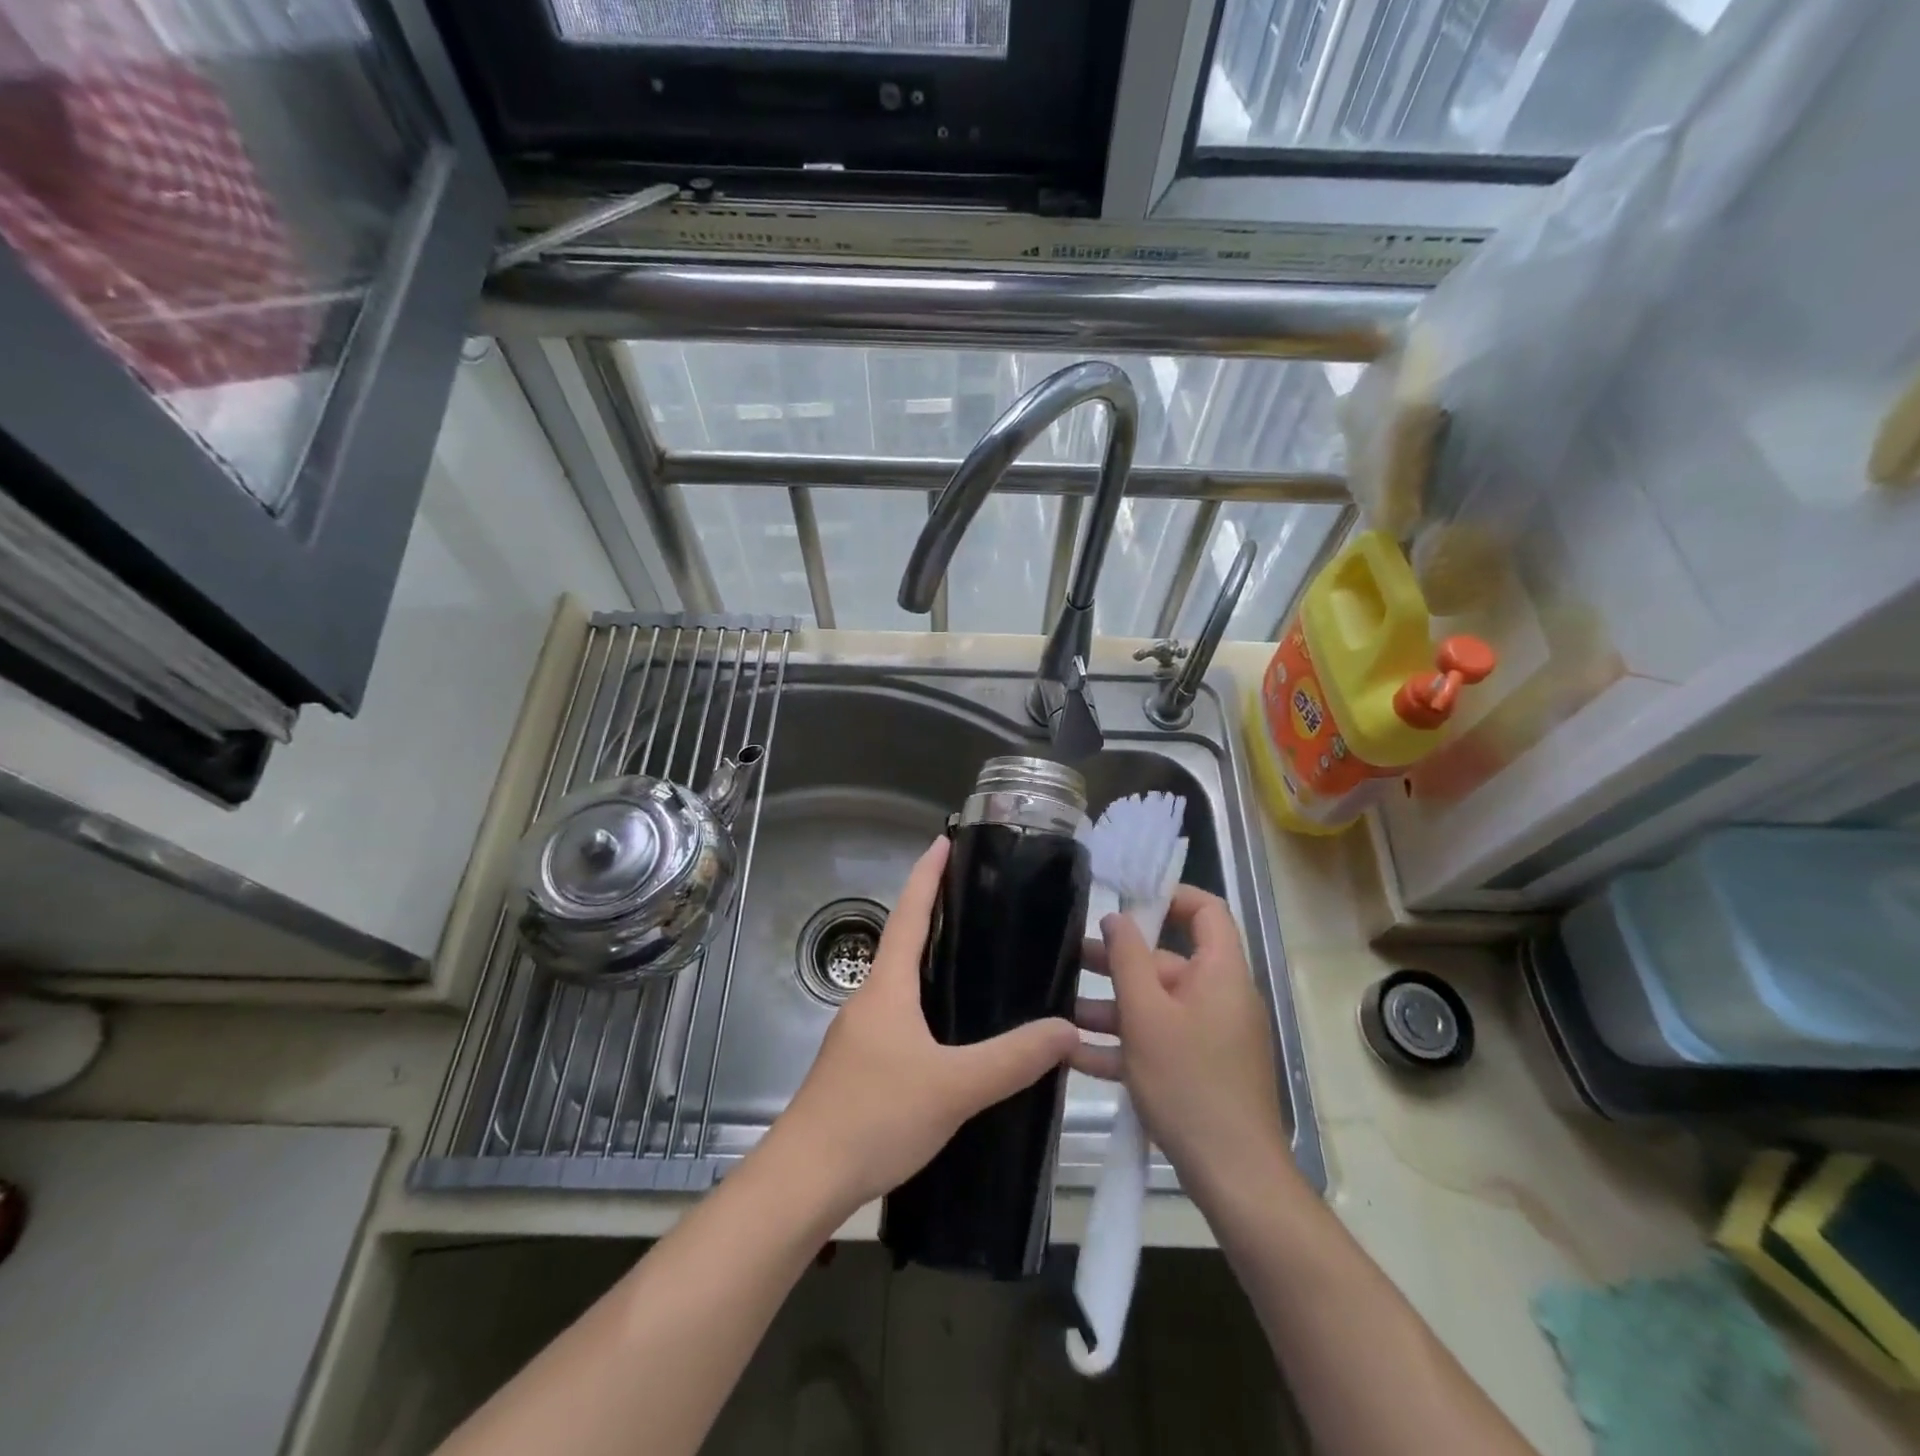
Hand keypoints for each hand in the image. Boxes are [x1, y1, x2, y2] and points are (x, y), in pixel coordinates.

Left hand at [771, 836, 1078, 1211]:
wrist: (804, 1179)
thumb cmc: (875, 1116)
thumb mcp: (954, 1087)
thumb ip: (1013, 1059)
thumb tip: (1067, 1028)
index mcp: (887, 987)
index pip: (910, 914)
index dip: (927, 875)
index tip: (944, 840)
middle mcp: (869, 999)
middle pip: (903, 942)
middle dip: (934, 913)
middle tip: (977, 898)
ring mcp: (860, 1033)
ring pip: (901, 982)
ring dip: (930, 961)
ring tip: (975, 958)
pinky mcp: (860, 1064)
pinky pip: (899, 1015)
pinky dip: (926, 1002)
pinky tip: (952, 1030)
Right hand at [1072, 886, 1286, 1195]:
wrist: (1235, 1178)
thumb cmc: (1189, 1083)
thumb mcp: (1146, 1015)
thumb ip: (1127, 959)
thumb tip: (1117, 917)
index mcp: (1219, 973)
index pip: (1206, 910)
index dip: (1169, 897)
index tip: (1124, 903)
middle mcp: (1219, 997)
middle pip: (1168, 961)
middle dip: (1118, 961)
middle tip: (1071, 958)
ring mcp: (1210, 1036)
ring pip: (1156, 1006)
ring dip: (1110, 1007)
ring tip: (1061, 1010)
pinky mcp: (1199, 1070)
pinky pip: (1158, 1042)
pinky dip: (1123, 1044)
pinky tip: (1074, 1054)